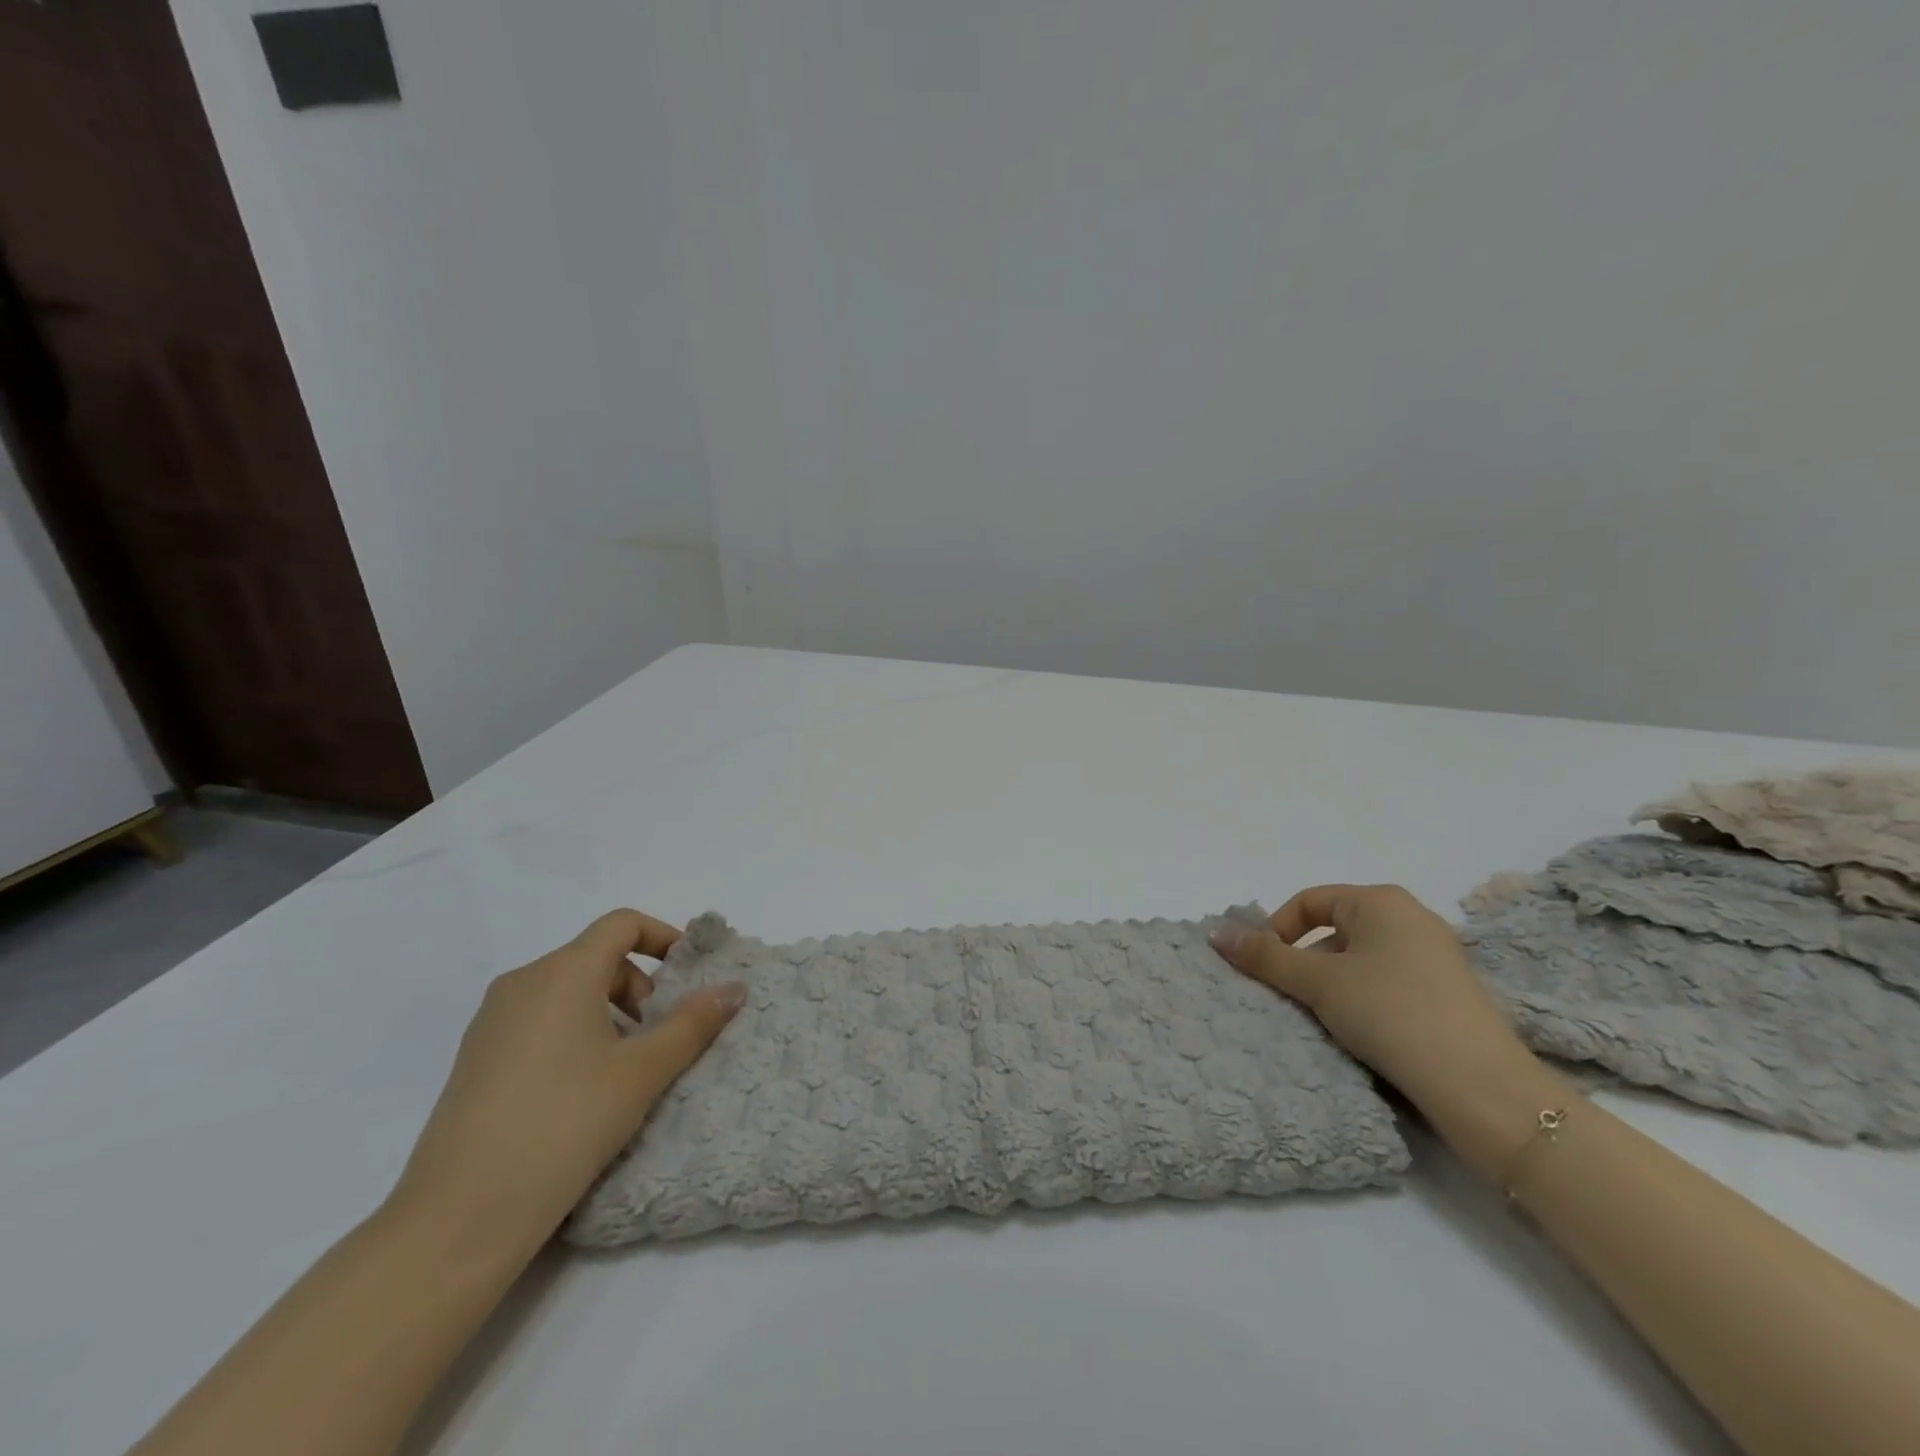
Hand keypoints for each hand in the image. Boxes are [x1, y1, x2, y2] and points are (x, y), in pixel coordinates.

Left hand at [389, 910, 744, 1260]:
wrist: (458, 1217)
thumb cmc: (564, 1125)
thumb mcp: (642, 1073)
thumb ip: (692, 1024)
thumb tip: (733, 988)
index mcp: (562, 973)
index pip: (622, 924)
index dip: (664, 937)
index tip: (689, 975)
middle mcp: (522, 983)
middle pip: (596, 957)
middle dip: (640, 985)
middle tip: (660, 1035)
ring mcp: (492, 1021)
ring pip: (568, 990)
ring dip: (610, 1011)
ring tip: (626, 1067)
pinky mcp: (476, 1058)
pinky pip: (539, 1020)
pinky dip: (575, 1032)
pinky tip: (583, 1090)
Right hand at [1210, 884, 1559, 1175]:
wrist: (1481, 1086)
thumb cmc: (1390, 1013)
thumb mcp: (1318, 982)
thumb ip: (1265, 957)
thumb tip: (1216, 935)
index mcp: (1381, 901)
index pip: (1310, 901)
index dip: (1277, 929)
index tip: (1264, 968)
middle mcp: (1411, 917)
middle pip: (1334, 929)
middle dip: (1304, 961)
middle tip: (1290, 997)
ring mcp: (1436, 956)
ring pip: (1360, 959)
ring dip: (1331, 983)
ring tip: (1323, 1020)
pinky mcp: (1449, 993)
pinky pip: (1387, 981)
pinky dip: (1363, 998)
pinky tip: (1359, 1032)